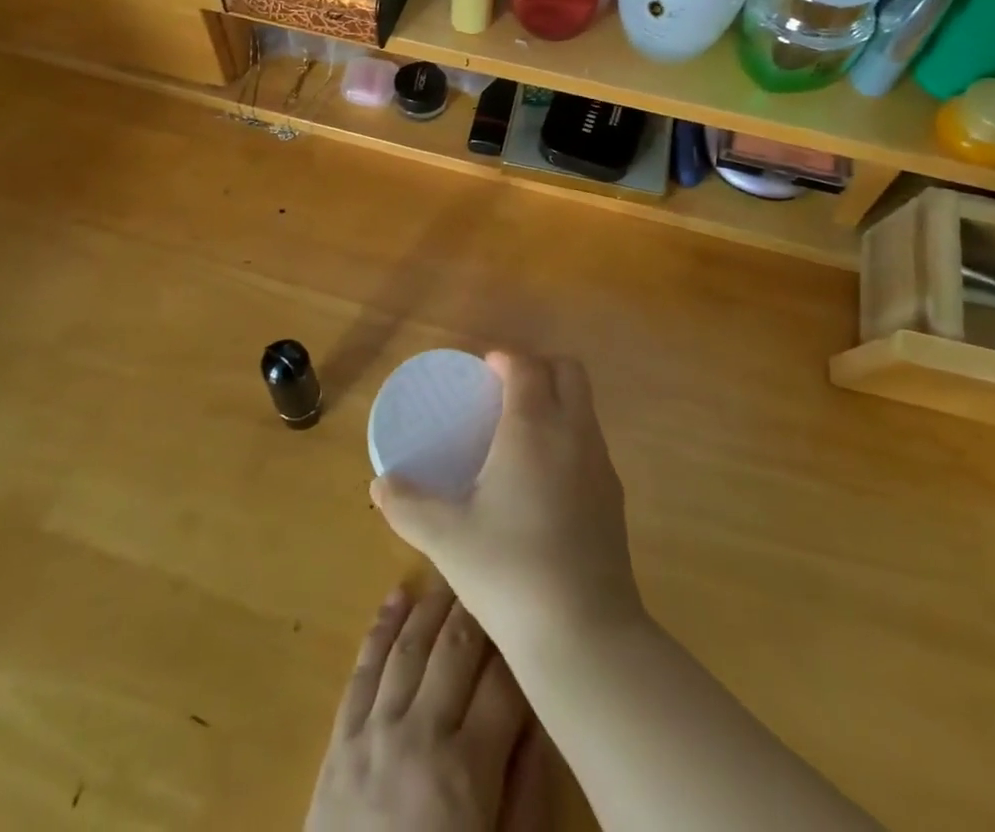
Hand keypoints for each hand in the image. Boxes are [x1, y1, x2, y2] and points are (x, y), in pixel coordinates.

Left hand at [305, 580, 532, 831]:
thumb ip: (526, 794)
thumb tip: (544, 721)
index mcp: (465, 772)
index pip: (503, 683)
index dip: (521, 646)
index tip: (535, 616)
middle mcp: (418, 734)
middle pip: (454, 649)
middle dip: (478, 608)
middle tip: (497, 574)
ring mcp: (372, 731)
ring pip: (408, 645)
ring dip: (432, 604)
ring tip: (454, 573)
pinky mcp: (339, 740)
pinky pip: (362, 668)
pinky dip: (381, 627)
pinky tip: (396, 596)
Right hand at [371, 353, 643, 651]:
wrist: (585, 635)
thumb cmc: (508, 570)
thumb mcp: (445, 538)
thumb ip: (407, 505)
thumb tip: (378, 485)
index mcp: (533, 427)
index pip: (527, 366)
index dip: (506, 359)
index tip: (484, 369)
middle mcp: (574, 433)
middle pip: (569, 372)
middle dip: (540, 368)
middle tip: (506, 391)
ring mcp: (602, 465)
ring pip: (585, 407)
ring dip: (558, 401)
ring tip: (521, 432)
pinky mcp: (616, 498)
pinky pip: (592, 442)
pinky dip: (569, 436)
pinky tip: (543, 478)